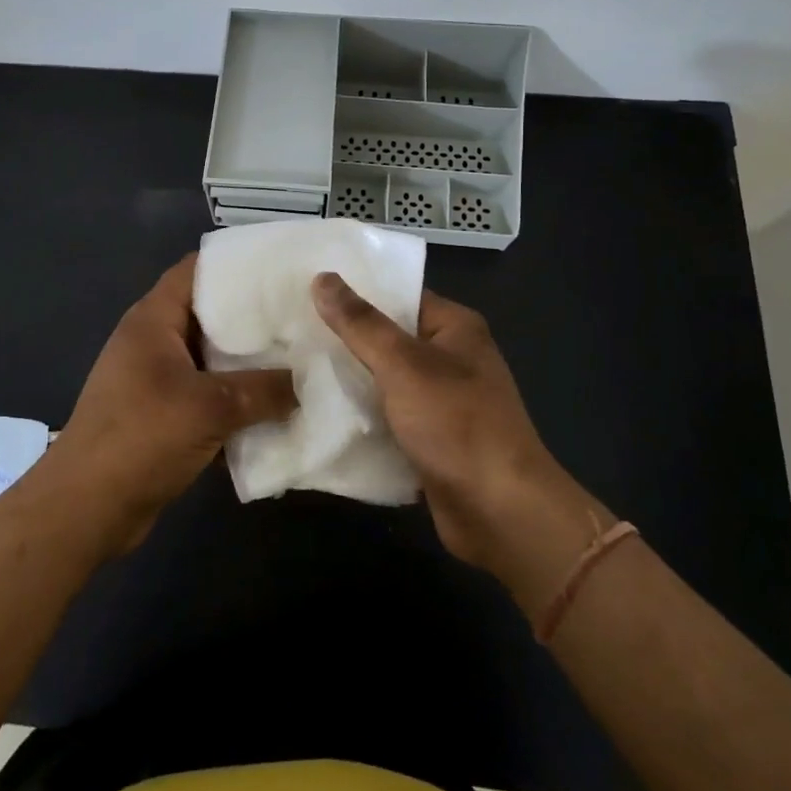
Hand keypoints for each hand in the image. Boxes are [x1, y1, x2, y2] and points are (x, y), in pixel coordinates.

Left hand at [35, 255, 294, 555]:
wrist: (86, 509)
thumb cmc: (141, 437)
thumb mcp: (210, 407)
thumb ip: (264, 389)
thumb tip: (306, 381)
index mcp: (154, 320)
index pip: (197, 269)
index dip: (238, 263)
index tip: (283, 268)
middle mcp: (153, 341)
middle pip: (210, 314)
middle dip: (254, 317)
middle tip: (303, 316)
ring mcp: (156, 379)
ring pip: (211, 359)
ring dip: (248, 364)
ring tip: (299, 359)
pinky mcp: (162, 415)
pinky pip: (207, 395)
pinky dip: (235, 400)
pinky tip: (275, 407)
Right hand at [311, 272, 601, 600]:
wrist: (501, 513)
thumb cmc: (457, 424)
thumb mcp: (403, 365)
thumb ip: (361, 324)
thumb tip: (322, 277)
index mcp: (455, 328)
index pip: (398, 295)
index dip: (355, 292)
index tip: (306, 289)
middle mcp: (452, 358)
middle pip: (388, 338)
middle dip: (344, 337)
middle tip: (289, 328)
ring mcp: (442, 401)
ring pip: (385, 379)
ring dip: (348, 378)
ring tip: (293, 363)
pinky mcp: (431, 439)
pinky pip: (388, 415)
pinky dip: (361, 414)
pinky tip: (318, 409)